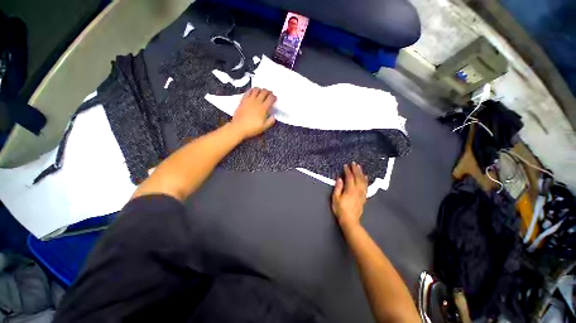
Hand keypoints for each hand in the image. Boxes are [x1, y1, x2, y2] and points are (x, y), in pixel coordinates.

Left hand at [230, 88, 276, 138]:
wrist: (238, 127)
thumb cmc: (252, 128)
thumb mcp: (264, 127)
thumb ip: (270, 121)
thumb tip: (274, 116)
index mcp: (263, 108)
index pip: (270, 98)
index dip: (274, 97)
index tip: (275, 99)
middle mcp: (257, 102)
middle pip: (264, 92)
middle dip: (268, 92)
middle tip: (270, 94)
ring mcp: (249, 100)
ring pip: (256, 90)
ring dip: (261, 90)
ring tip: (262, 92)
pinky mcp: (243, 100)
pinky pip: (248, 91)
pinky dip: (252, 90)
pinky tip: (253, 92)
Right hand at [331, 162, 367, 230]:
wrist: (350, 220)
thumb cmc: (340, 209)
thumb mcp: (335, 198)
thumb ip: (338, 188)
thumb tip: (340, 179)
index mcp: (350, 190)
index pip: (349, 177)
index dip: (348, 171)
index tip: (345, 165)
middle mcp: (358, 190)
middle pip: (358, 177)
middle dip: (356, 169)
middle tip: (354, 163)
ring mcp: (362, 194)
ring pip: (363, 181)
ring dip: (361, 173)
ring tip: (359, 167)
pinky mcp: (364, 197)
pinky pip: (366, 186)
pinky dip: (366, 180)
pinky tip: (365, 177)